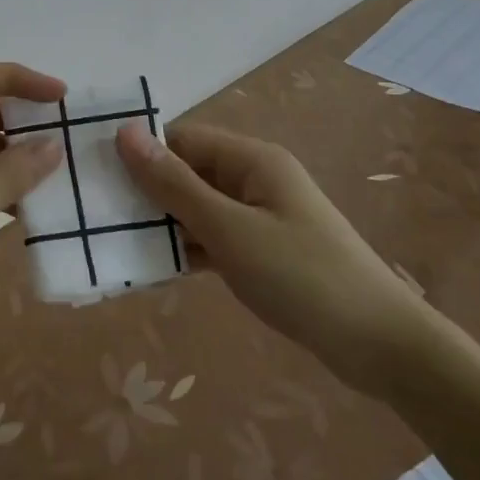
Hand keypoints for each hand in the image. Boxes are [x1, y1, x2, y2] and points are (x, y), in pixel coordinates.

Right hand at [115, 121, 436, 397]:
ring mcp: (261, 216)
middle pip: (189, 172)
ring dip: (165, 224)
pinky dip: (189, 249)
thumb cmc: (303, 277)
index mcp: (252, 159)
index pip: (182, 139)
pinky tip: (156, 269)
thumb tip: (126, 132)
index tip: (97, 177)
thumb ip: (175, 184)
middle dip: (148, 192)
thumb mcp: (230, 229)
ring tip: (116, 242)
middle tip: (98, 215)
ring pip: (199, 208)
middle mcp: (255, 179)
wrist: (383, 348)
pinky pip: (215, 238)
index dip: (142, 153)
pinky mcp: (264, 251)